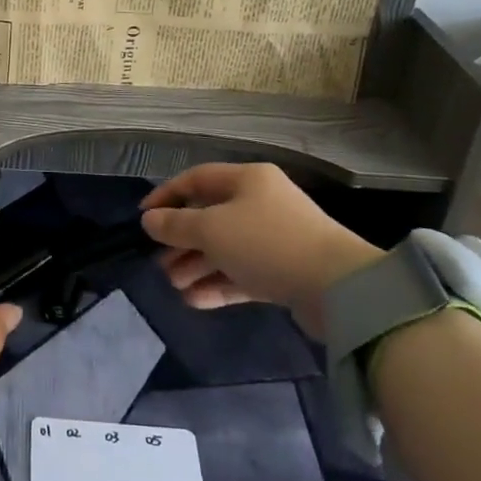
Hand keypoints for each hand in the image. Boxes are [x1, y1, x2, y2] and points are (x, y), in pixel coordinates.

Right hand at [140, 163, 382, 336]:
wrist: (338, 289)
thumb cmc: (266, 243)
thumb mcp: (211, 229)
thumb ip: (175, 225)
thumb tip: (149, 220)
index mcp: (247, 180)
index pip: (196, 179)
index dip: (166, 196)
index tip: (142, 219)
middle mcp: (261, 203)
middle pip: (210, 216)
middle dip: (181, 241)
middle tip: (159, 263)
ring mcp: (274, 238)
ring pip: (225, 248)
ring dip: (196, 265)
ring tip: (174, 286)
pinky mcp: (284, 271)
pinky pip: (242, 273)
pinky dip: (218, 284)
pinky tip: (194, 300)